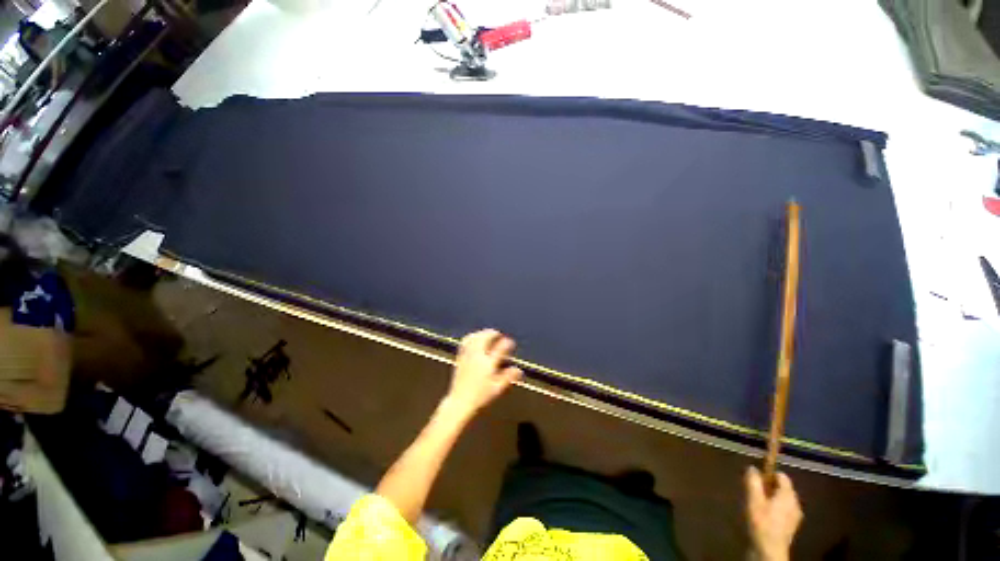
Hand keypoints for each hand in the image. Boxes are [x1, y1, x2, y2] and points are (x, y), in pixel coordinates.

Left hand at [444, 329, 522, 418]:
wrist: (460, 402)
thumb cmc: (480, 396)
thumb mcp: (497, 388)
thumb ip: (508, 377)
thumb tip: (518, 370)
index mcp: (488, 364)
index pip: (499, 349)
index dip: (506, 343)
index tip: (510, 342)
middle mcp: (477, 357)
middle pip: (484, 339)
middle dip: (492, 334)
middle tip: (497, 334)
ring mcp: (467, 356)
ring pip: (474, 338)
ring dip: (481, 334)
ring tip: (486, 334)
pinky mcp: (460, 358)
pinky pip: (465, 343)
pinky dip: (471, 338)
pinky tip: (473, 339)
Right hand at [745, 466, 802, 560]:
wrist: (770, 550)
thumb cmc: (762, 522)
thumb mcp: (753, 499)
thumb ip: (753, 482)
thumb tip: (752, 468)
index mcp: (788, 495)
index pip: (781, 475)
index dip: (768, 473)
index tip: (756, 478)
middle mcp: (795, 503)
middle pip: (783, 487)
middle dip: (769, 487)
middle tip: (754, 492)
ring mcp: (795, 515)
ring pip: (783, 499)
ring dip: (771, 498)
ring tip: (757, 504)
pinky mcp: (791, 525)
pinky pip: (784, 510)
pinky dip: (775, 508)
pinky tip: (764, 516)